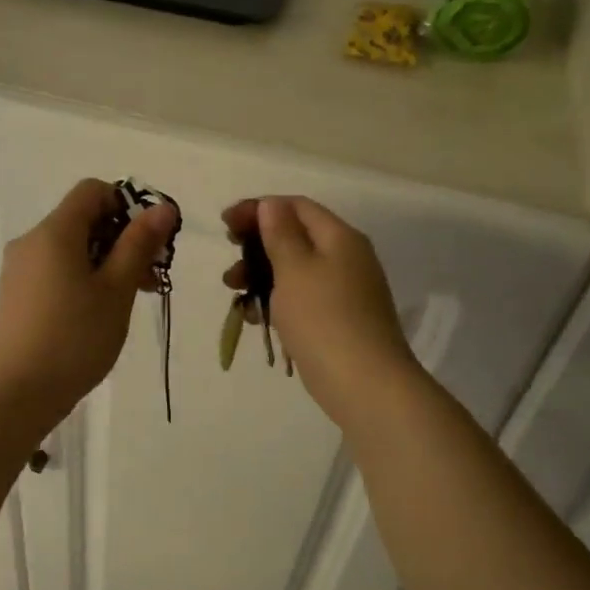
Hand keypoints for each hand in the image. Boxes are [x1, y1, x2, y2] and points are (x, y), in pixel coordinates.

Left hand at [0, 179, 178, 413]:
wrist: (14, 395)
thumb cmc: (74, 339)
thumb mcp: (116, 291)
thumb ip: (138, 245)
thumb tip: (162, 207)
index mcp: (54, 232)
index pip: (92, 191)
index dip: (126, 206)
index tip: (147, 243)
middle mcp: (30, 242)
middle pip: (81, 221)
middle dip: (120, 241)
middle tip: (149, 280)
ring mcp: (17, 271)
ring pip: (68, 250)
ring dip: (103, 264)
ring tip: (126, 303)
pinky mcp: (13, 297)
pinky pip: (52, 272)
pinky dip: (79, 280)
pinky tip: (93, 317)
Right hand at [222, 196, 422, 427]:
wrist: (364, 384)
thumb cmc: (324, 318)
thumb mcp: (295, 269)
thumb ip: (280, 234)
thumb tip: (272, 204)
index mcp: (339, 238)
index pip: (296, 207)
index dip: (259, 208)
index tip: (225, 223)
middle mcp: (346, 258)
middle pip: (295, 236)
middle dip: (257, 243)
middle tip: (229, 255)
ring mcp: (343, 292)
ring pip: (294, 270)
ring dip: (260, 274)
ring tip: (233, 289)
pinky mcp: (336, 321)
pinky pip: (300, 299)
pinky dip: (275, 300)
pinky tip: (253, 317)